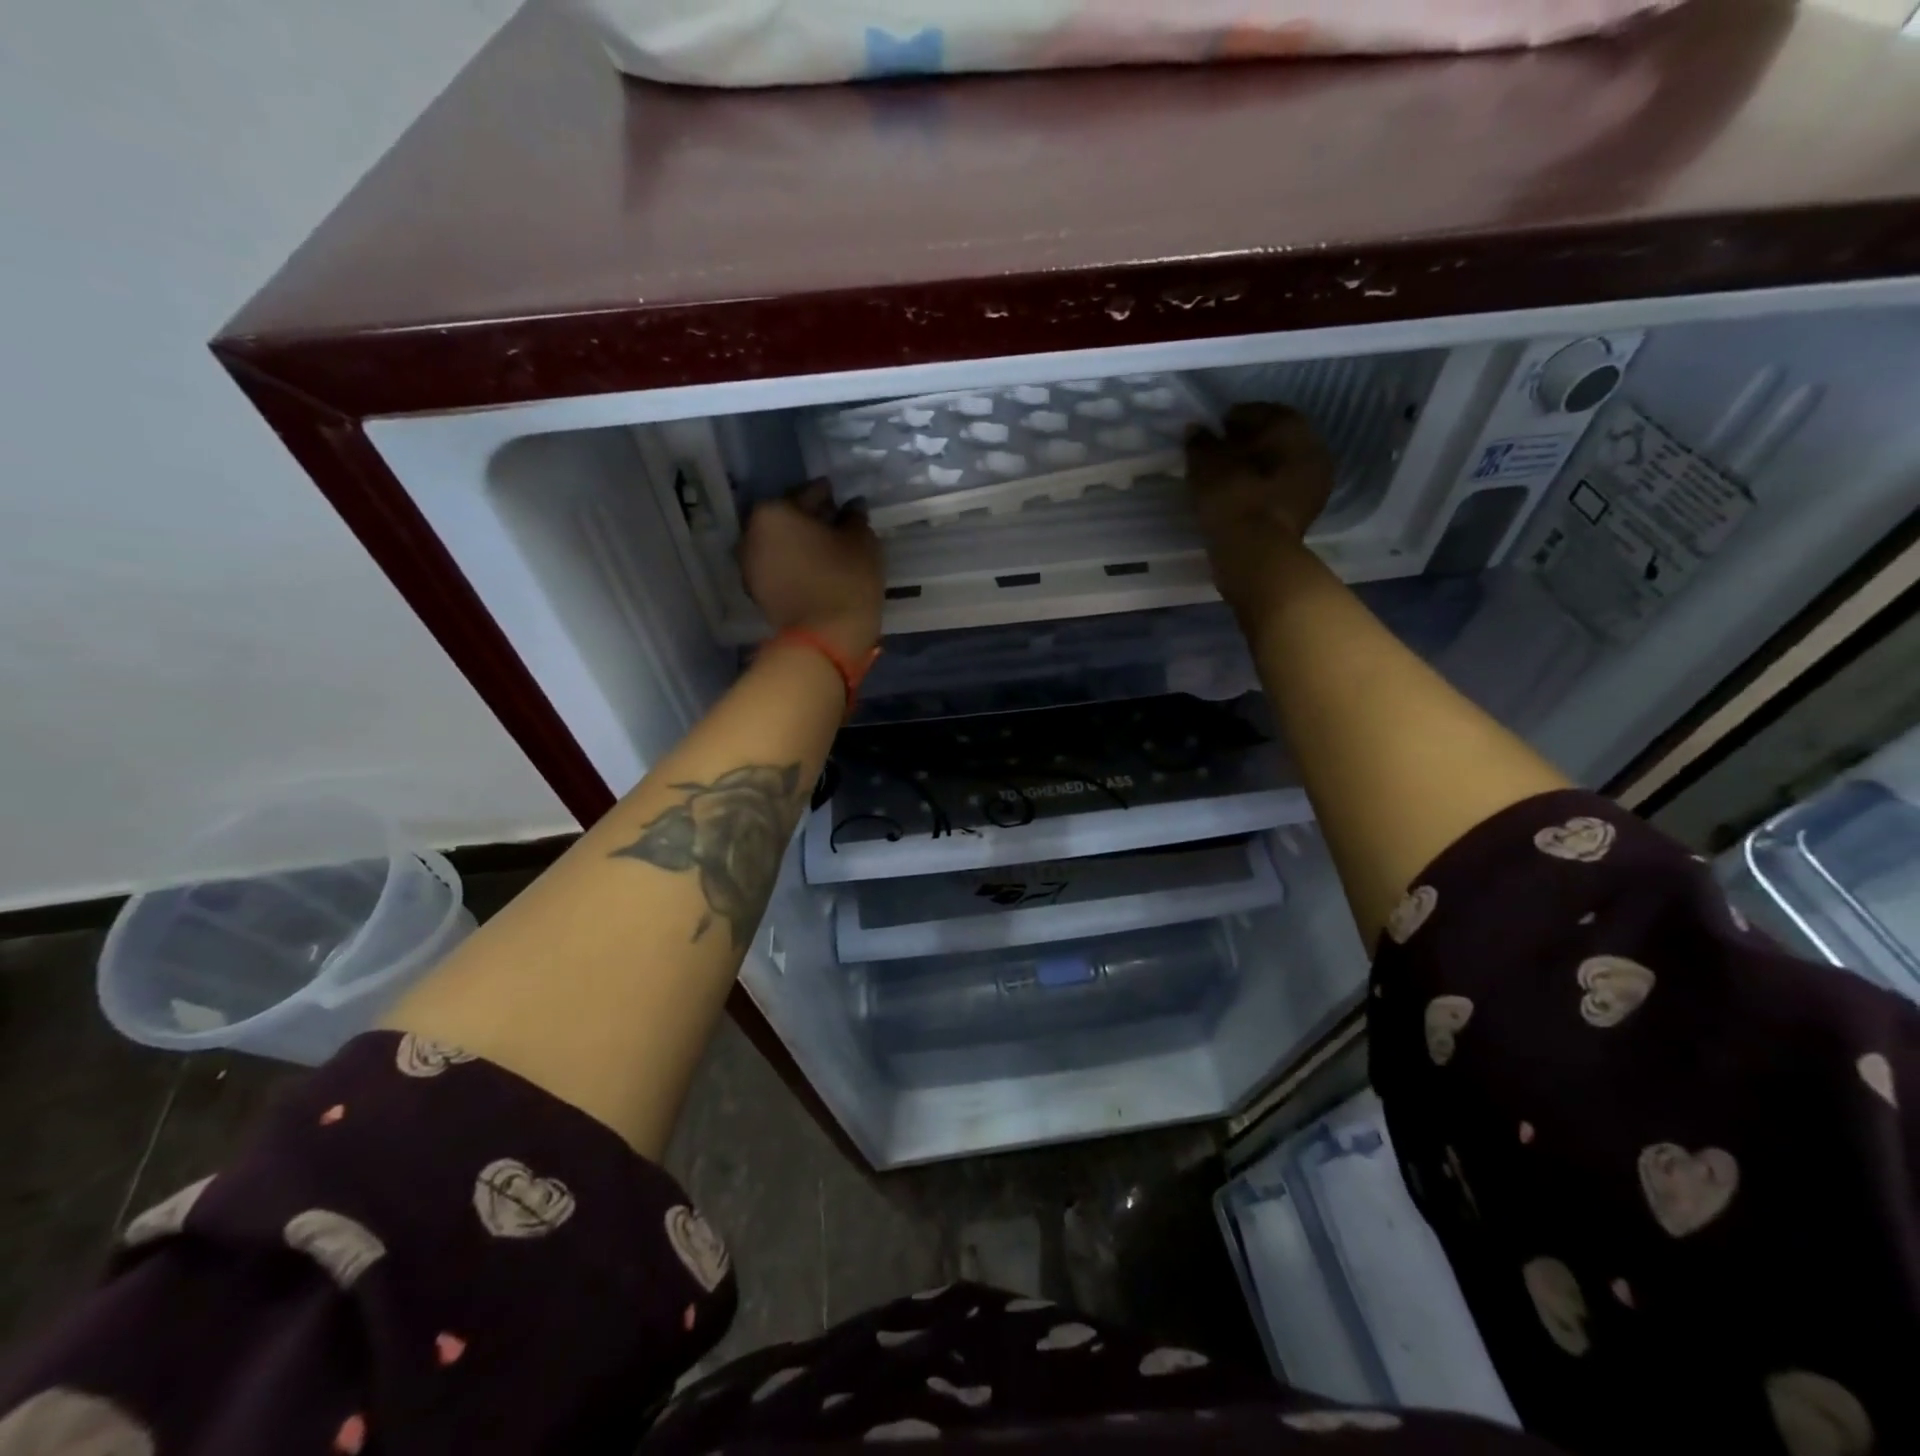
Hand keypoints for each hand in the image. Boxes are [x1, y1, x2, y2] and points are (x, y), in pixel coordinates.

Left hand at [738, 481, 883, 659]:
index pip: (807, 494)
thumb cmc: (845, 580)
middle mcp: (751, 533)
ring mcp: (749, 565)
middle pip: (787, 518)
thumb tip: (850, 507)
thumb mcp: (861, 540)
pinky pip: (778, 567)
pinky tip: (816, 568)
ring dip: (800, 543)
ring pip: (781, 544)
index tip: (841, 499)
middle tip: (836, 523)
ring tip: (828, 549)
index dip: (828, 495)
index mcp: (774, 511)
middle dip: (809, 519)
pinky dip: (794, 564)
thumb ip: (854, 517)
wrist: (825, 639)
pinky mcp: (756, 592)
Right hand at [1187, 403, 1335, 619]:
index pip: (1266, 412)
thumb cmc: (1235, 503)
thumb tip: (1197, 430)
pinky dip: (1255, 489)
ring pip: (1277, 467)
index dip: (1237, 416)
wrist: (1255, 559)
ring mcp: (1312, 488)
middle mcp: (1313, 454)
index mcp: (1296, 433)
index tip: (1214, 426)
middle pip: (1275, 440)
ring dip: (1251, 468)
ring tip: (1220, 476)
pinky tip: (1232, 497)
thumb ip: (1202, 444)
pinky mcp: (1300, 516)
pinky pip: (1275, 491)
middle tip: (1216, 450)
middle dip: (1246, 442)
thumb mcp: (1209, 468)